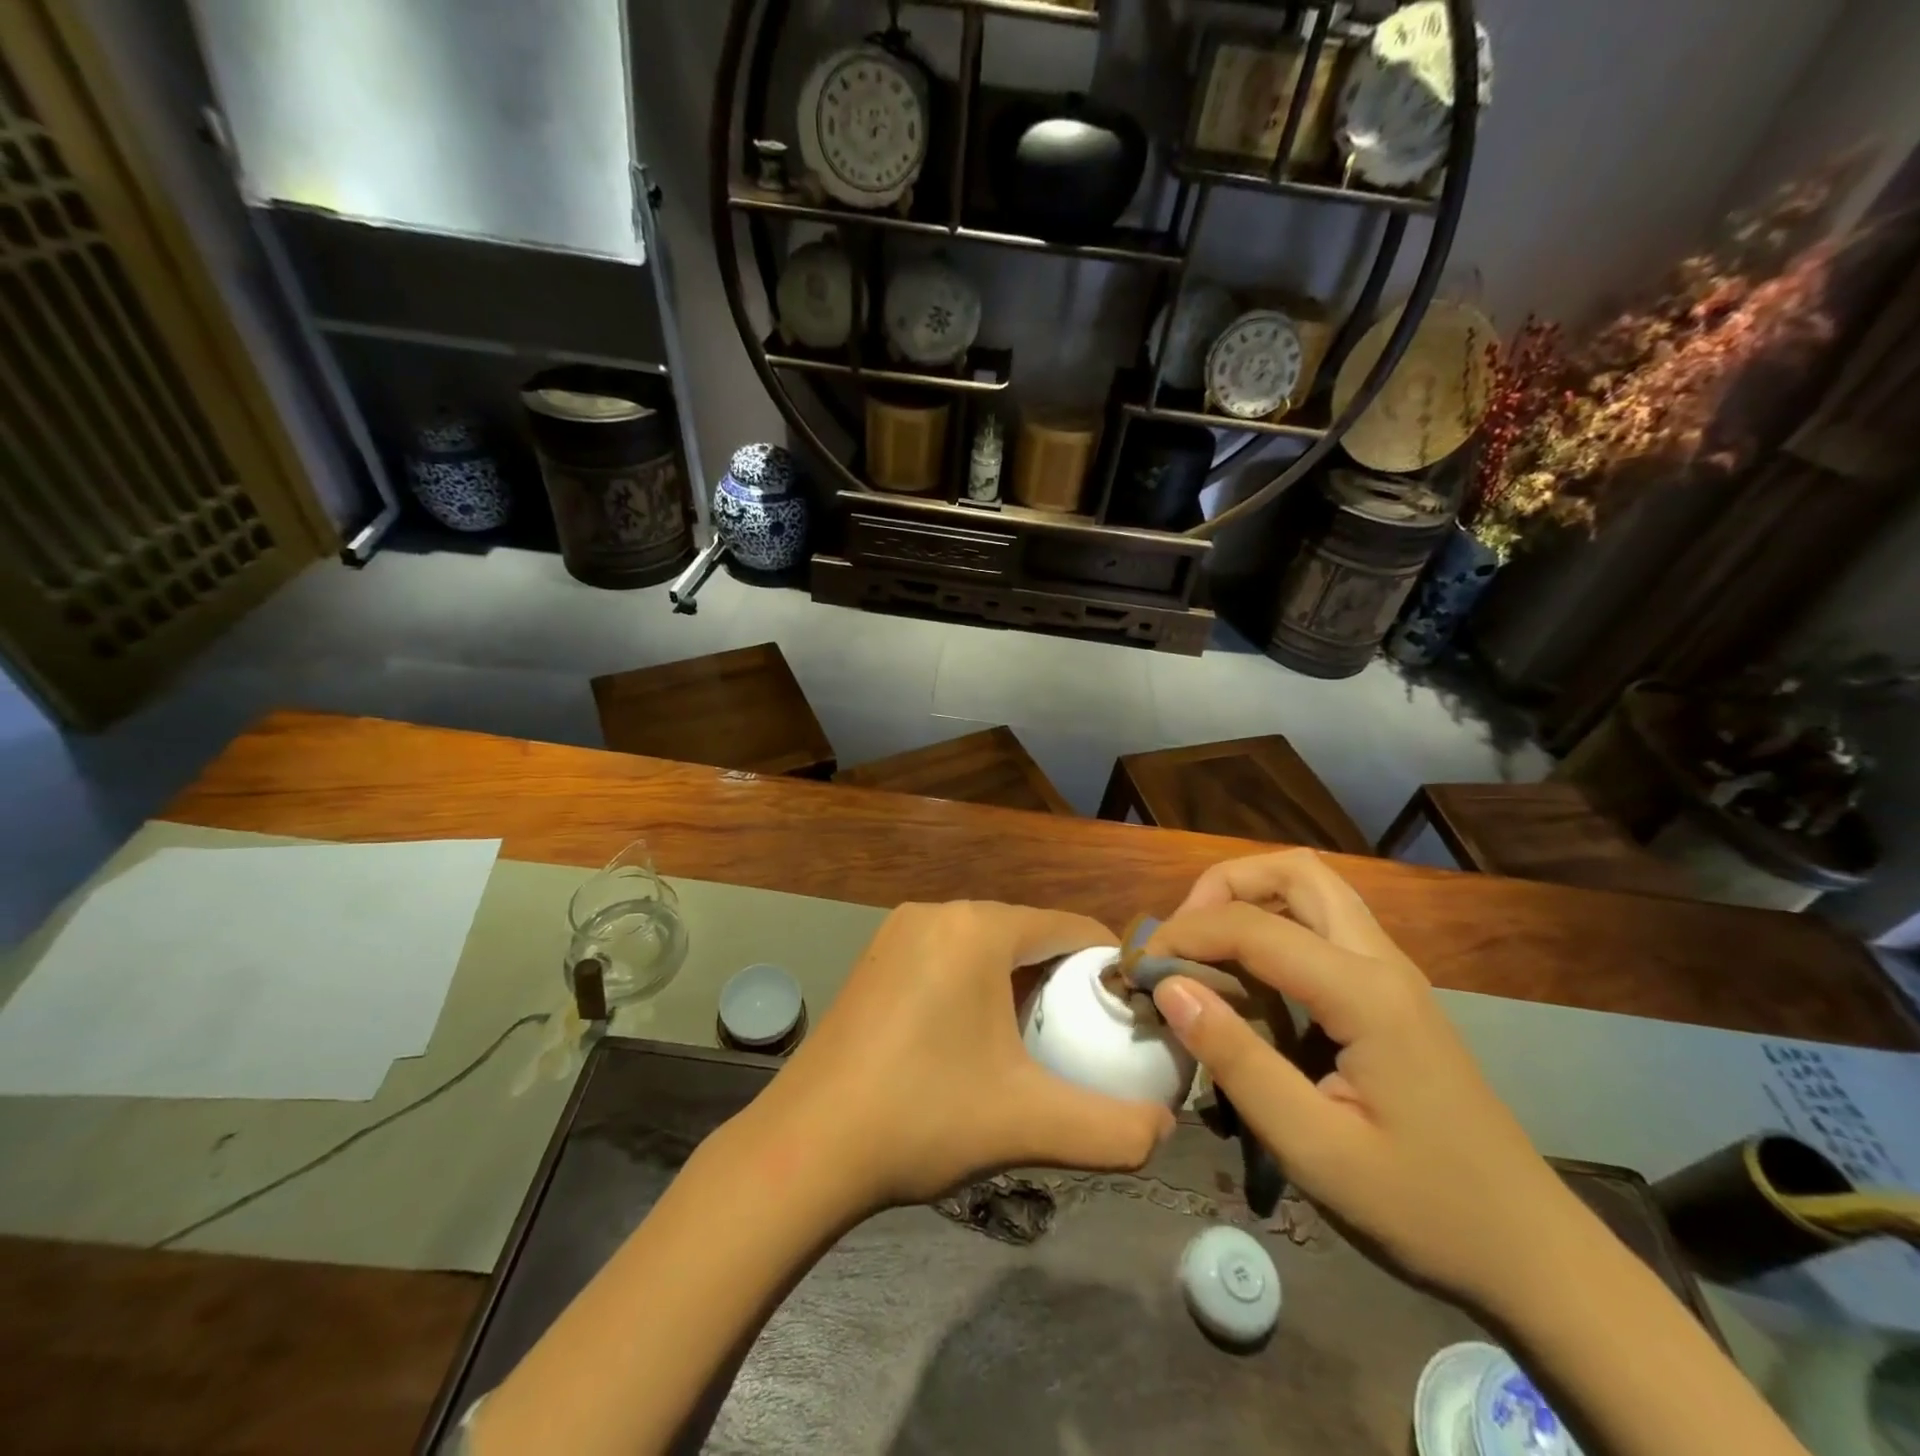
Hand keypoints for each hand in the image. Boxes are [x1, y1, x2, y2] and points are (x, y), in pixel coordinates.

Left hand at [753, 902, 1173, 1210]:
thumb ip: (1115, 1129)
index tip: (1131, 1013)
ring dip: (1020, 983)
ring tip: (1040, 1041)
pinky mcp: (876, 959)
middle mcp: (937, 913)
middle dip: (1064, 979)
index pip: (1068, 926)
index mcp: (976, 928)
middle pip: (1027, 934)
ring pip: (986, 946)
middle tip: (1089, 1037)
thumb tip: (1164, 1130)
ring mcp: (898, 932)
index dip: (1108, 966)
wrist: (806, 1147)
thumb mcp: (1030, 1124)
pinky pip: (948, 957)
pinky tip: (978, 1040)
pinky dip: (977, 985)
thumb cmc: (922, 1118)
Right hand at [1147, 850, 1582, 1309]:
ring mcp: (1393, 973)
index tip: (1141, 969)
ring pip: (1314, 890)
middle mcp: (1381, 961)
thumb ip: (1237, 1060)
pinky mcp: (1392, 993)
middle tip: (1185, 935)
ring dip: (1250, 898)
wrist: (1532, 1254)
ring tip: (1206, 949)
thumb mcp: (1314, 1148)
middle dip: (1225, 885)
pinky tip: (1250, 980)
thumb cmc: (1422, 1207)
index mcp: (1364, 993)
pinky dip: (1273, 926)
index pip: (1253, 926)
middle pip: (1295, 871)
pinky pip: (1324, 926)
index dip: (1186, 935)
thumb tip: (1170, 987)